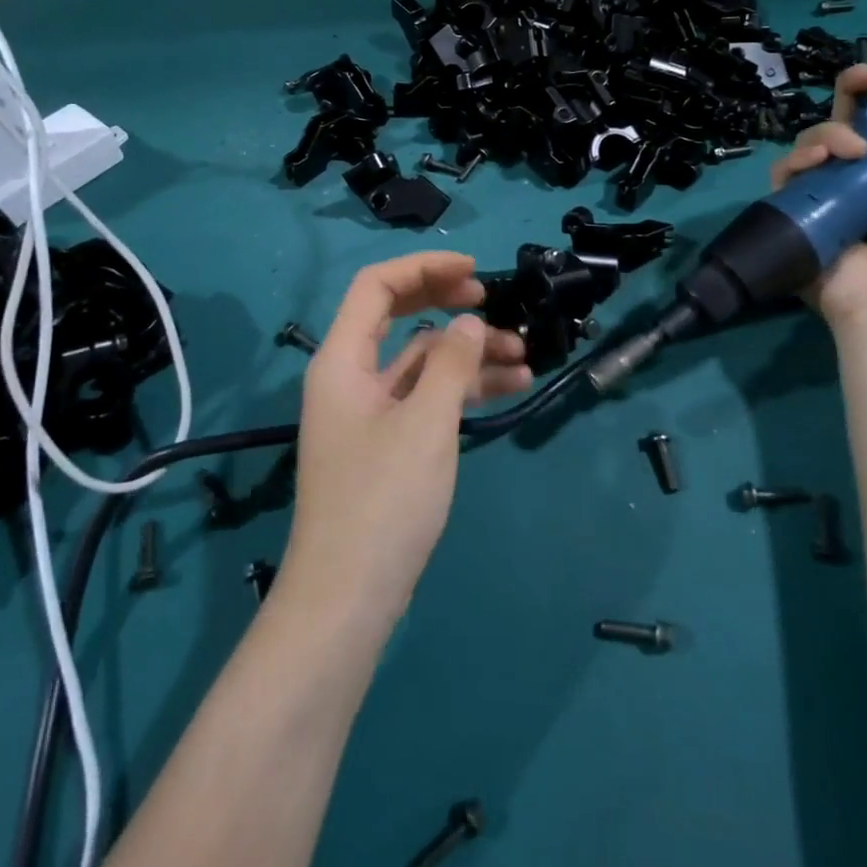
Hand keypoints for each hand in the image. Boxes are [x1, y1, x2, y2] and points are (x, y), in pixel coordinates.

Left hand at [282, 252, 530, 625]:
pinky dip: (461, 389)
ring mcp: (368, 411)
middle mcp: (350, 376)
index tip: (474, 271)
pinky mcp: (386, 443)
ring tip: (524, 356)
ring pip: (420, 360)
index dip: (425, 267)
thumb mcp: (426, 423)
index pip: (377, 286)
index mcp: (342, 360)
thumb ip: (451, 362)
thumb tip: (470, 322)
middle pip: (399, 316)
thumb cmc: (383, 501)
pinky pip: (425, 397)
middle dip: (447, 303)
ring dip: (467, 353)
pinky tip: (507, 389)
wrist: (348, 600)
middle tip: (493, 302)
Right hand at [771, 62, 866, 329]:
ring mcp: (826, 193)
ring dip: (828, 133)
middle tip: (860, 83)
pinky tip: (818, 164)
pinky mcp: (795, 210)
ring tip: (850, 152)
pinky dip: (797, 161)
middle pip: (844, 118)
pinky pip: (785, 173)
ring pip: (812, 140)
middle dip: (849, 91)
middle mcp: (862, 175)